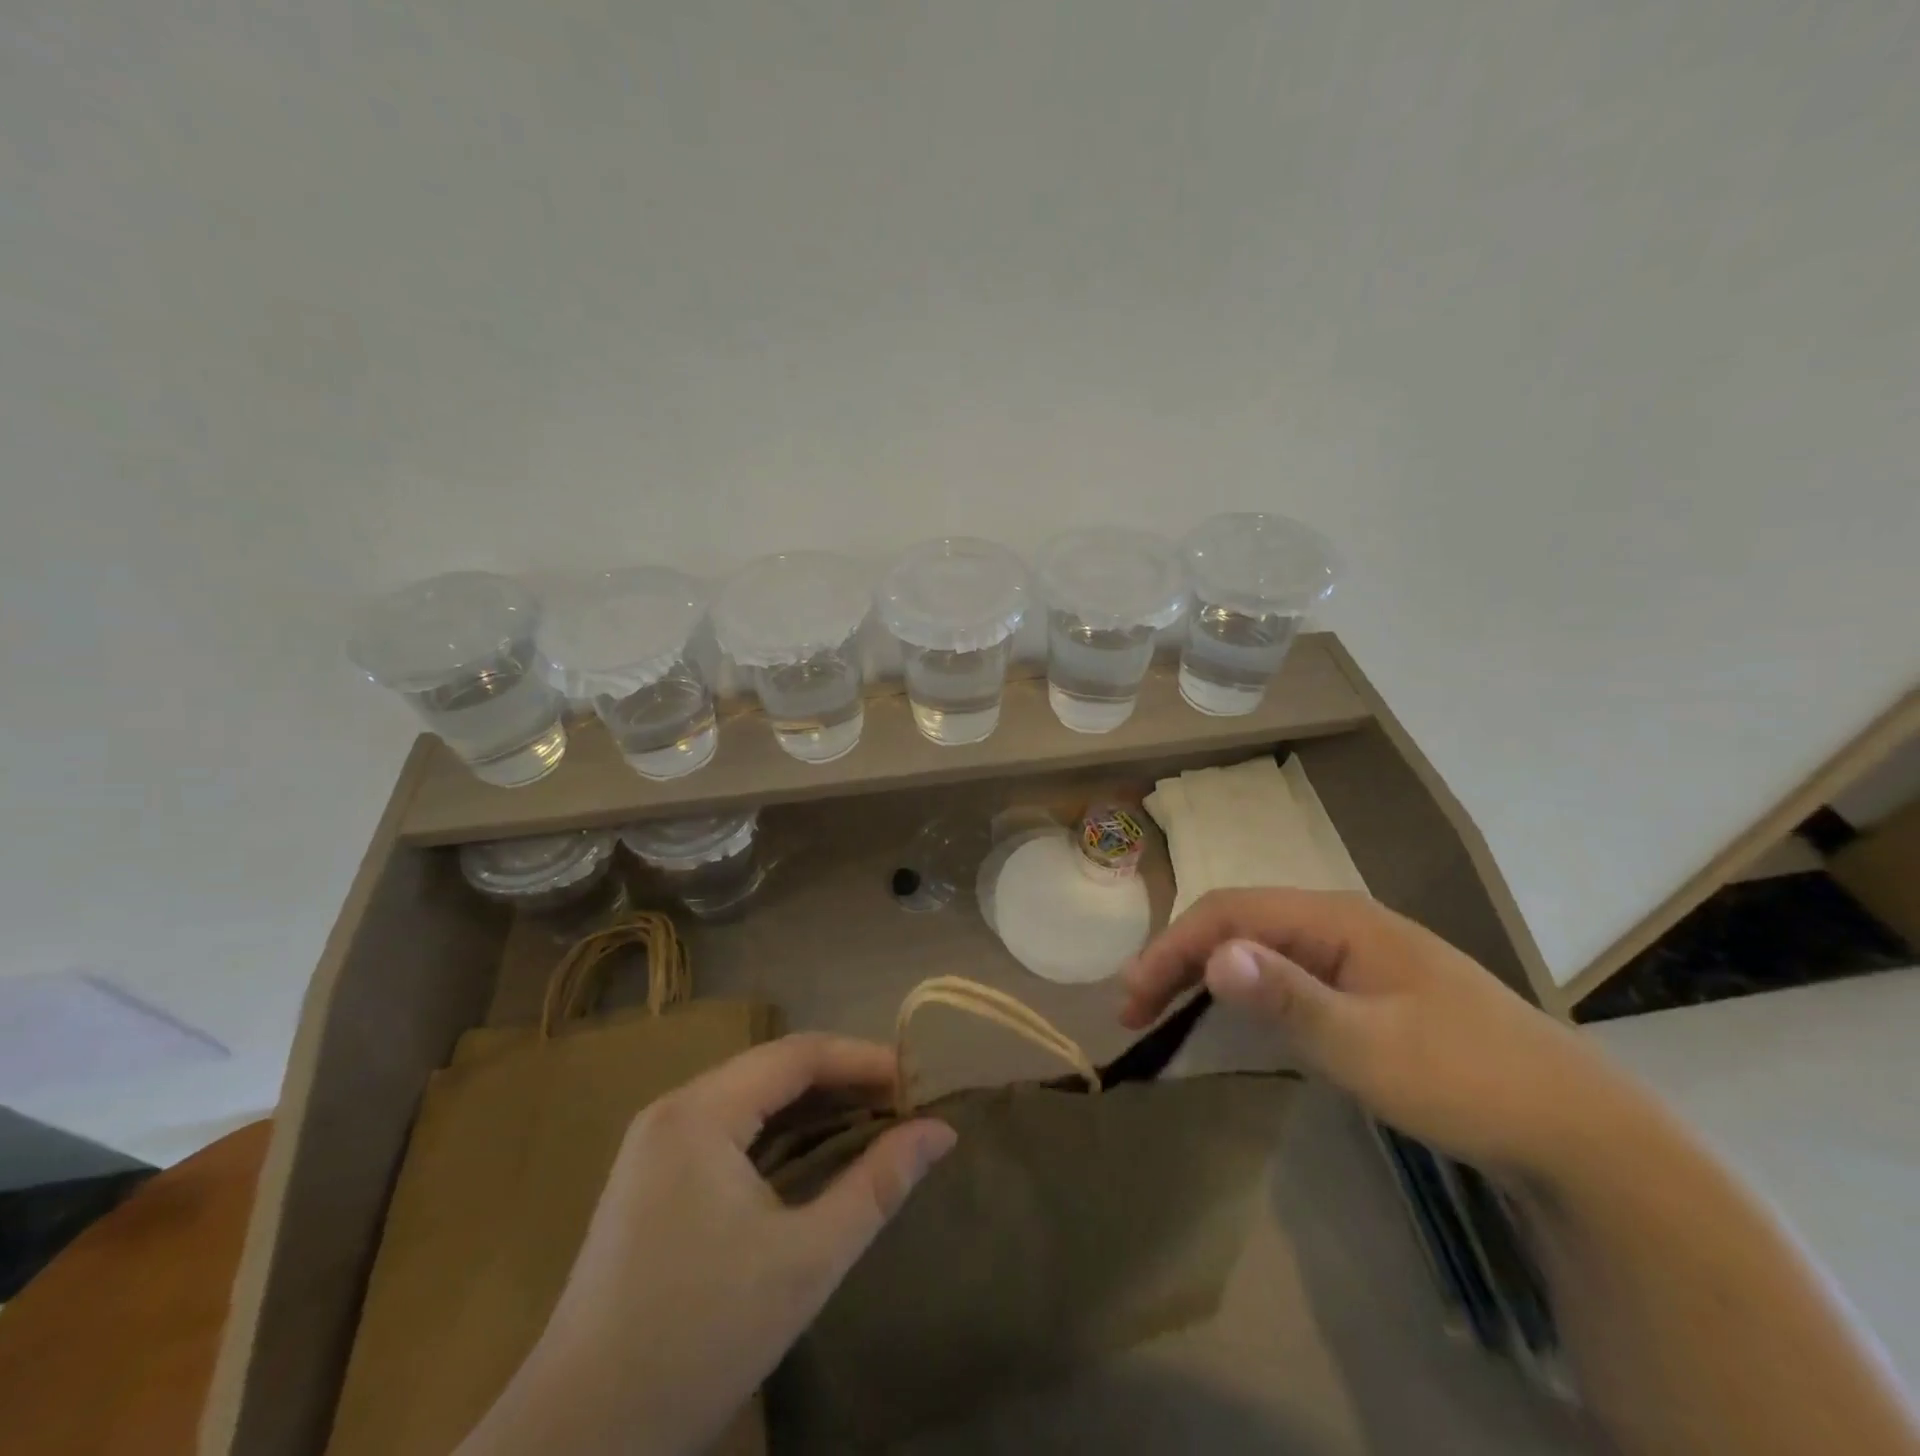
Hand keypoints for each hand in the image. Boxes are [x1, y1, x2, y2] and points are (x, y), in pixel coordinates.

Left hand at [460, 1034, 956, 1455]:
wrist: (575, 1445)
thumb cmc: (698, 1340)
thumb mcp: (806, 1261)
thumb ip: (877, 1184)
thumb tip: (940, 1132)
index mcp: (700, 1112)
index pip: (797, 1055)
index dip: (862, 1058)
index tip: (916, 1082)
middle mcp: (672, 1110)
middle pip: (772, 1069)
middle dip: (840, 1080)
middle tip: (901, 1105)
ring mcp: (654, 1145)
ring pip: (749, 1099)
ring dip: (810, 1106)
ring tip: (869, 1123)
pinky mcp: (649, 1179)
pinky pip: (727, 1130)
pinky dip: (777, 1133)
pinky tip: (809, 1156)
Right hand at [1121, 888, 1626, 1175]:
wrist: (1578, 1133)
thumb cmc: (1468, 1080)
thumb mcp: (1369, 1046)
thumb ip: (1288, 998)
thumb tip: (1214, 954)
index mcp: (1337, 918)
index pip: (1230, 911)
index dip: (1173, 946)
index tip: (1132, 996)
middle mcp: (1341, 922)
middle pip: (1239, 921)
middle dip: (1180, 957)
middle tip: (1137, 1006)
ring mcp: (1356, 954)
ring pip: (1260, 945)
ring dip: (1206, 970)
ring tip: (1165, 1006)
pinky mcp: (1367, 988)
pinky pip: (1285, 972)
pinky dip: (1243, 987)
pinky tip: (1231, 1010)